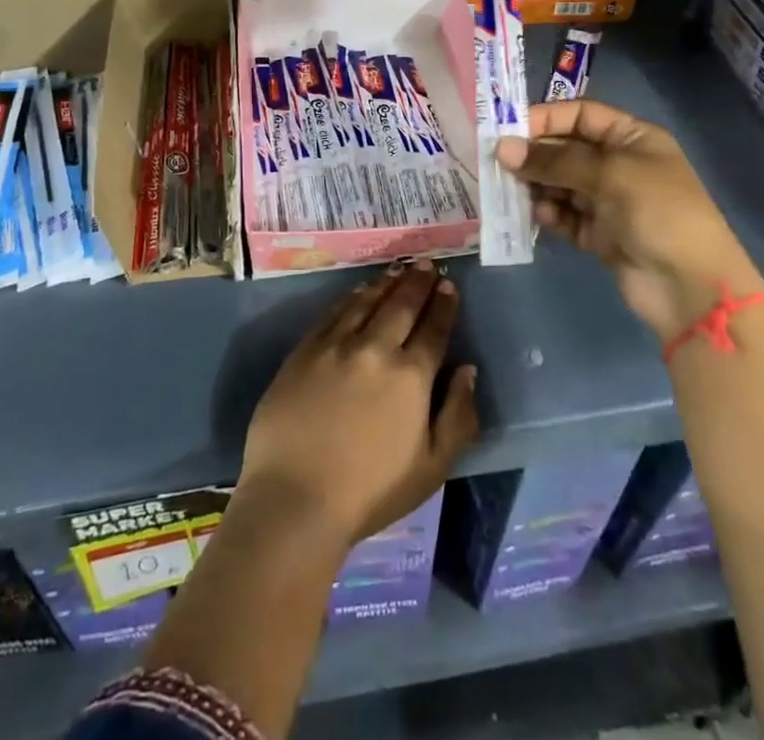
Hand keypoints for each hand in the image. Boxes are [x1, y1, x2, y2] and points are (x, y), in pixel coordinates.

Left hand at [239, 262, 478, 548]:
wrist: (295, 498)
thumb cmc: (371, 492)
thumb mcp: (432, 467)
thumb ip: (458, 416)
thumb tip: (468, 371)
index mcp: (411, 376)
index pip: (434, 329)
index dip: (443, 305)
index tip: (448, 285)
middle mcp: (376, 348)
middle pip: (401, 305)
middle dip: (418, 283)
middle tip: (426, 265)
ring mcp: (336, 345)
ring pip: (367, 301)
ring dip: (386, 283)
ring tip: (398, 271)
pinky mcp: (305, 350)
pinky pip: (333, 312)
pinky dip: (351, 297)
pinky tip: (358, 291)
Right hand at [497, 99, 763, 336]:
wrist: (691, 288)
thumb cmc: (659, 212)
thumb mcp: (610, 174)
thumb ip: (555, 161)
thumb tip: (502, 148)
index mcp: (632, 138)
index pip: (581, 115)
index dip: (546, 118)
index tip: (508, 130)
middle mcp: (619, 164)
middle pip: (566, 149)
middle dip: (535, 155)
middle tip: (499, 163)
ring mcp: (608, 201)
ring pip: (560, 184)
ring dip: (537, 186)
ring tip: (513, 191)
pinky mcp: (598, 235)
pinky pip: (564, 216)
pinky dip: (550, 214)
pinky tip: (541, 216)